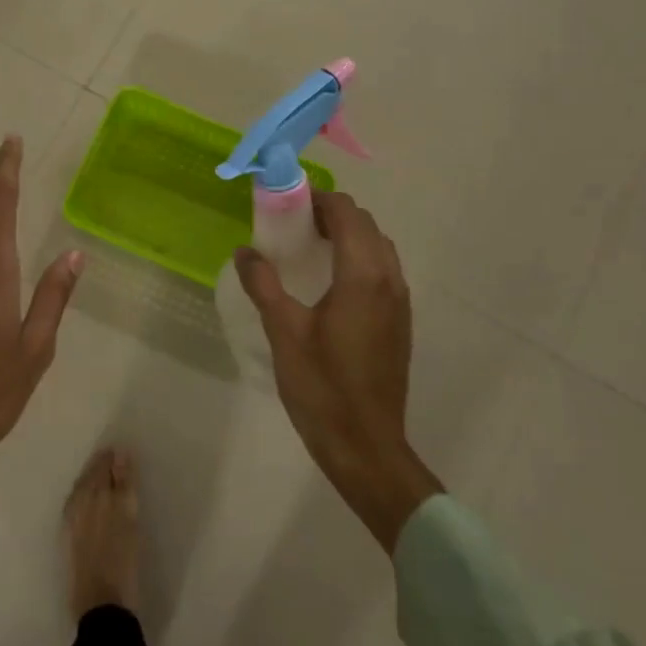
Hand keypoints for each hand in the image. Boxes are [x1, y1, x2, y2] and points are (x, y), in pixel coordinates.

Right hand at [235, 191, 441, 550]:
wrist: (366, 446)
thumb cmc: (322, 387)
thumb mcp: (283, 331)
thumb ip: (264, 284)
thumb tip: (246, 251)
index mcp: (363, 275)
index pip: (347, 214)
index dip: (318, 200)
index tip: (286, 204)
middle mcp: (389, 279)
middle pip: (365, 225)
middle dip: (331, 214)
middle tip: (292, 225)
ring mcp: (399, 301)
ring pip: (378, 247)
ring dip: (347, 235)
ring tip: (309, 249)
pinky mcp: (399, 321)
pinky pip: (382, 270)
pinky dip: (358, 258)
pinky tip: (329, 282)